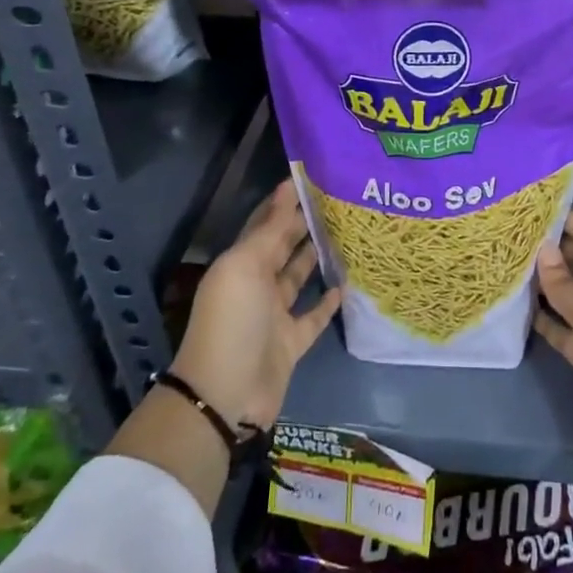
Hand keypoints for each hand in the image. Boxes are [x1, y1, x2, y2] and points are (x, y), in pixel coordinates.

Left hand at [172, 179, 340, 434]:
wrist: (227, 395)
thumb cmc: (233, 320)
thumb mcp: (245, 267)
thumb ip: (270, 230)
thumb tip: (287, 187)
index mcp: (240, 264)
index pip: (265, 224)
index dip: (284, 202)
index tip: (312, 178)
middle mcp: (256, 285)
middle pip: (283, 248)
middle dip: (304, 224)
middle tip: (338, 200)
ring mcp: (274, 315)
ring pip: (298, 278)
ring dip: (316, 257)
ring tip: (346, 233)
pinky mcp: (292, 342)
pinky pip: (312, 316)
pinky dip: (326, 302)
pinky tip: (345, 284)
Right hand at [534, 210, 572, 468]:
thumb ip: (563, 283)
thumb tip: (542, 249)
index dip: (567, 220)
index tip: (533, 209)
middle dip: (550, 252)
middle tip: (511, 237)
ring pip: (568, 295)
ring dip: (543, 285)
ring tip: (507, 266)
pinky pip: (563, 326)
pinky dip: (545, 318)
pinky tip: (518, 307)